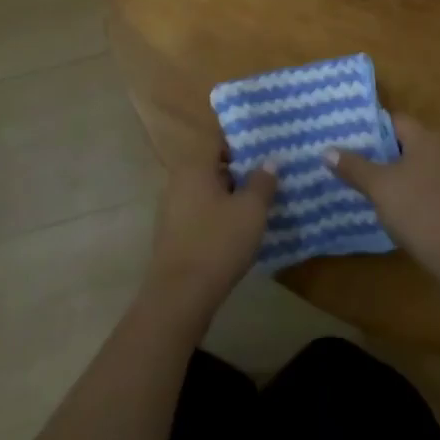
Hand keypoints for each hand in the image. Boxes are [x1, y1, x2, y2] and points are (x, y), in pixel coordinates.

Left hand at [147, 155, 276, 316]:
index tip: (263, 154)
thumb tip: (269, 161)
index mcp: (195, 167)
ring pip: (205, 193)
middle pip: (212, 167)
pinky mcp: (171, 236)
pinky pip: (198, 215)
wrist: (179, 297)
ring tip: (255, 210)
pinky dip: (216, 218)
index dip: (241, 145)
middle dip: (238, 174)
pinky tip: (235, 235)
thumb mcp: (251, 211)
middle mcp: (178, 182)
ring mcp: (170, 210)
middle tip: (265, 183)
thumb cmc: (218, 243)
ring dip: (228, 198)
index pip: (218, 142)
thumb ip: (262, 182)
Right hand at [327, 115, 439, 279]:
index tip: (348, 143)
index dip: (370, 130)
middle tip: (355, 167)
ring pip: (421, 166)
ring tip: (373, 190)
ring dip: (400, 175)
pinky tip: (403, 211)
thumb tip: (327, 151)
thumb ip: (354, 167)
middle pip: (408, 143)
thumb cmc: (420, 213)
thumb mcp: (380, 189)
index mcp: (427, 136)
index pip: (394, 121)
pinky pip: (434, 185)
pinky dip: (417, 192)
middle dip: (383, 155)